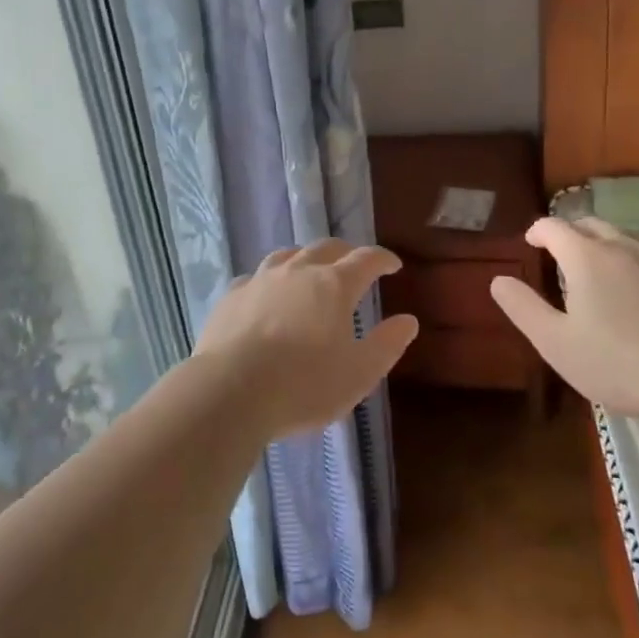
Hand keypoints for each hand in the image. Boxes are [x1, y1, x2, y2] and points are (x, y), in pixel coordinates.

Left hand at [195, 239, 418, 438]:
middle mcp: (299, 271)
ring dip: (306, 258)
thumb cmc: (304, 385)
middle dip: (346, 253)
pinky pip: (257, 276)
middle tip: (354, 265)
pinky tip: (267, 294)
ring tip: (311, 270)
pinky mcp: (233, 295)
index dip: (383, 259)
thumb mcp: (358, 374)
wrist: (230, 390)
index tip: (393, 265)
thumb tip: (408, 321)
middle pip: (327, 248)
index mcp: (334, 285)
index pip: (366, 259)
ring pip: (289, 255)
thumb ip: (386, 345)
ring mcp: (262, 279)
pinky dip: (271, 280)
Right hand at [488, 217, 638, 420]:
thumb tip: (498, 279)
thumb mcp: (555, 343)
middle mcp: (623, 245)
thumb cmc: (618, 362)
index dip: (537, 231)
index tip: (531, 243)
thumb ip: (523, 307)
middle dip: (572, 233)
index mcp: (585, 256)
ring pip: (628, 237)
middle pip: (591, 224)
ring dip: (609, 245)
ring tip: (605, 270)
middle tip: (563, 256)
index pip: (553, 226)